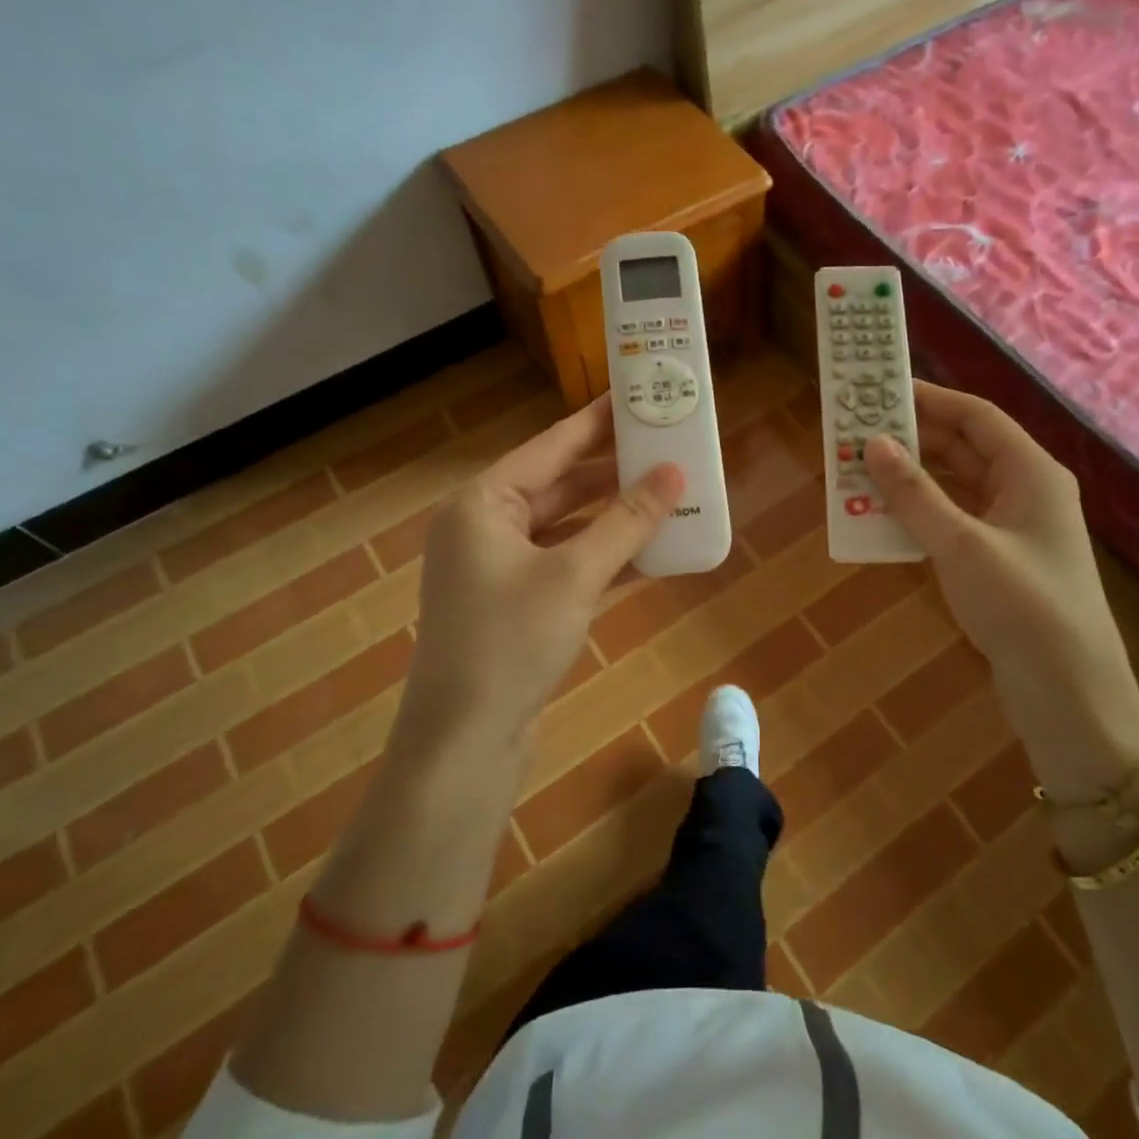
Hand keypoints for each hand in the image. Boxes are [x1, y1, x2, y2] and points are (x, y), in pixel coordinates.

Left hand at [402, 396, 682, 752]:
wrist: (464, 743)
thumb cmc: (511, 643)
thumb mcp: (575, 575)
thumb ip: (626, 521)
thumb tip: (675, 475)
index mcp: (483, 504)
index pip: (551, 446)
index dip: (598, 421)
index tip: (636, 395)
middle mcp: (484, 528)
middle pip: (559, 486)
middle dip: (614, 473)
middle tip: (667, 450)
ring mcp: (498, 570)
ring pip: (566, 529)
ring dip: (614, 518)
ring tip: (669, 496)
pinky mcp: (515, 606)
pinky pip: (566, 566)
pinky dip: (604, 560)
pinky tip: (651, 554)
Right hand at [864, 382, 1138, 797]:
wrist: (1069, 694)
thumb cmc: (1021, 606)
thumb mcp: (962, 544)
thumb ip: (915, 493)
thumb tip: (873, 444)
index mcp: (1032, 472)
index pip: (976, 416)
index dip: (929, 399)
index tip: (880, 390)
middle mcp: (1026, 491)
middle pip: (966, 447)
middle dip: (914, 438)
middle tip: (859, 432)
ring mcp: (1015, 528)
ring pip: (957, 486)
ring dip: (913, 478)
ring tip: (861, 471)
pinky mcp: (1002, 562)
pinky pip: (956, 521)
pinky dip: (922, 514)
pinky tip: (885, 518)